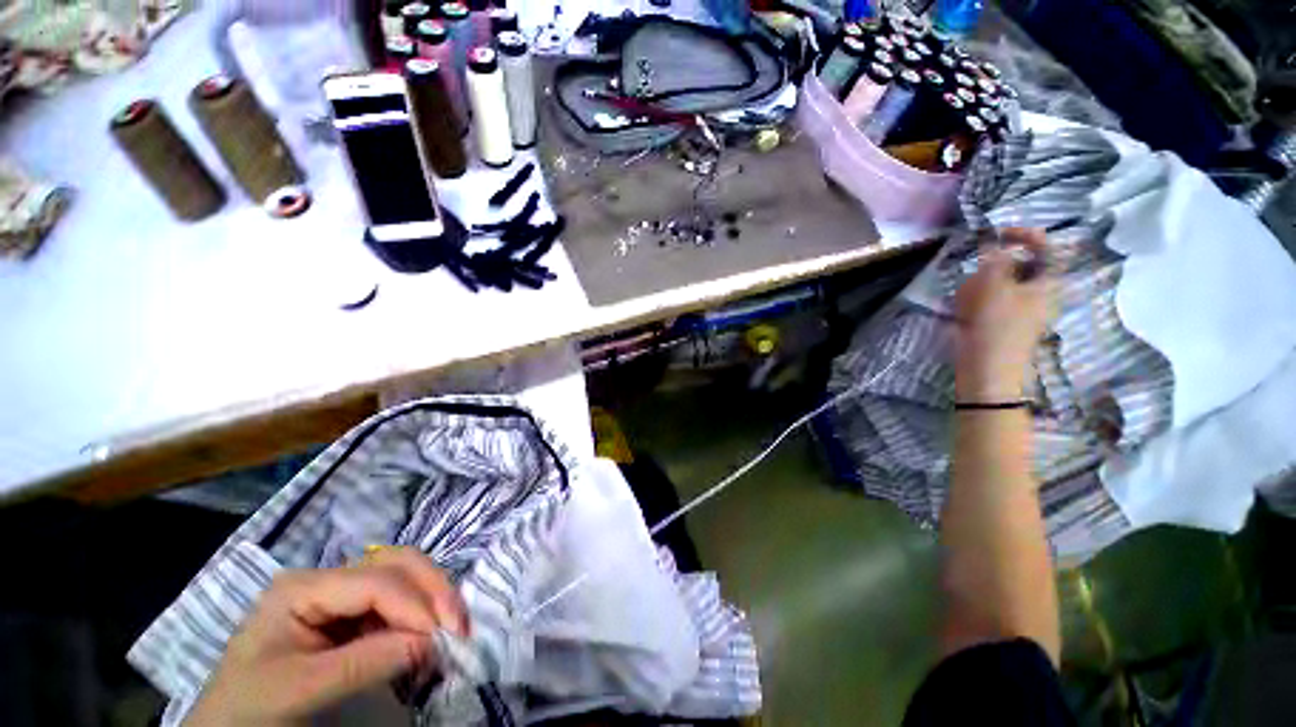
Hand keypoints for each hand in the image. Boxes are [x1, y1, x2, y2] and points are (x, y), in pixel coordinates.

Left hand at [185, 547, 467, 726]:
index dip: (415, 605)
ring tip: (452, 628)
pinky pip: (398, 602)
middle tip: (459, 625)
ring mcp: (341, 596)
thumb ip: (361, 664)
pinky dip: (422, 614)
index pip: (376, 581)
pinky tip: (430, 635)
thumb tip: (430, 643)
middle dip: (434, 589)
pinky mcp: (352, 616)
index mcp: (304, 587)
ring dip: (434, 597)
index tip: (443, 639)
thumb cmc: (247, 709)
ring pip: (404, 575)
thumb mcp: (296, 690)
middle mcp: (328, 580)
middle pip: (397, 563)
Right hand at [953, 228, 1055, 402]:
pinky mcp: (1001, 321)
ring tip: (966, 299)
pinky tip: (965, 311)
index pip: (1044, 247)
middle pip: (1016, 266)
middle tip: (975, 277)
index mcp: (1046, 282)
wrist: (986, 368)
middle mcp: (1037, 293)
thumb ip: (995, 260)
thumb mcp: (994, 286)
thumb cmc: (995, 326)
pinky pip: (988, 301)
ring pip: (998, 283)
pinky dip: (975, 300)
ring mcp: (1019, 309)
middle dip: (991, 268)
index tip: (996, 234)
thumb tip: (994, 244)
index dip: (1023, 235)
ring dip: (979, 285)